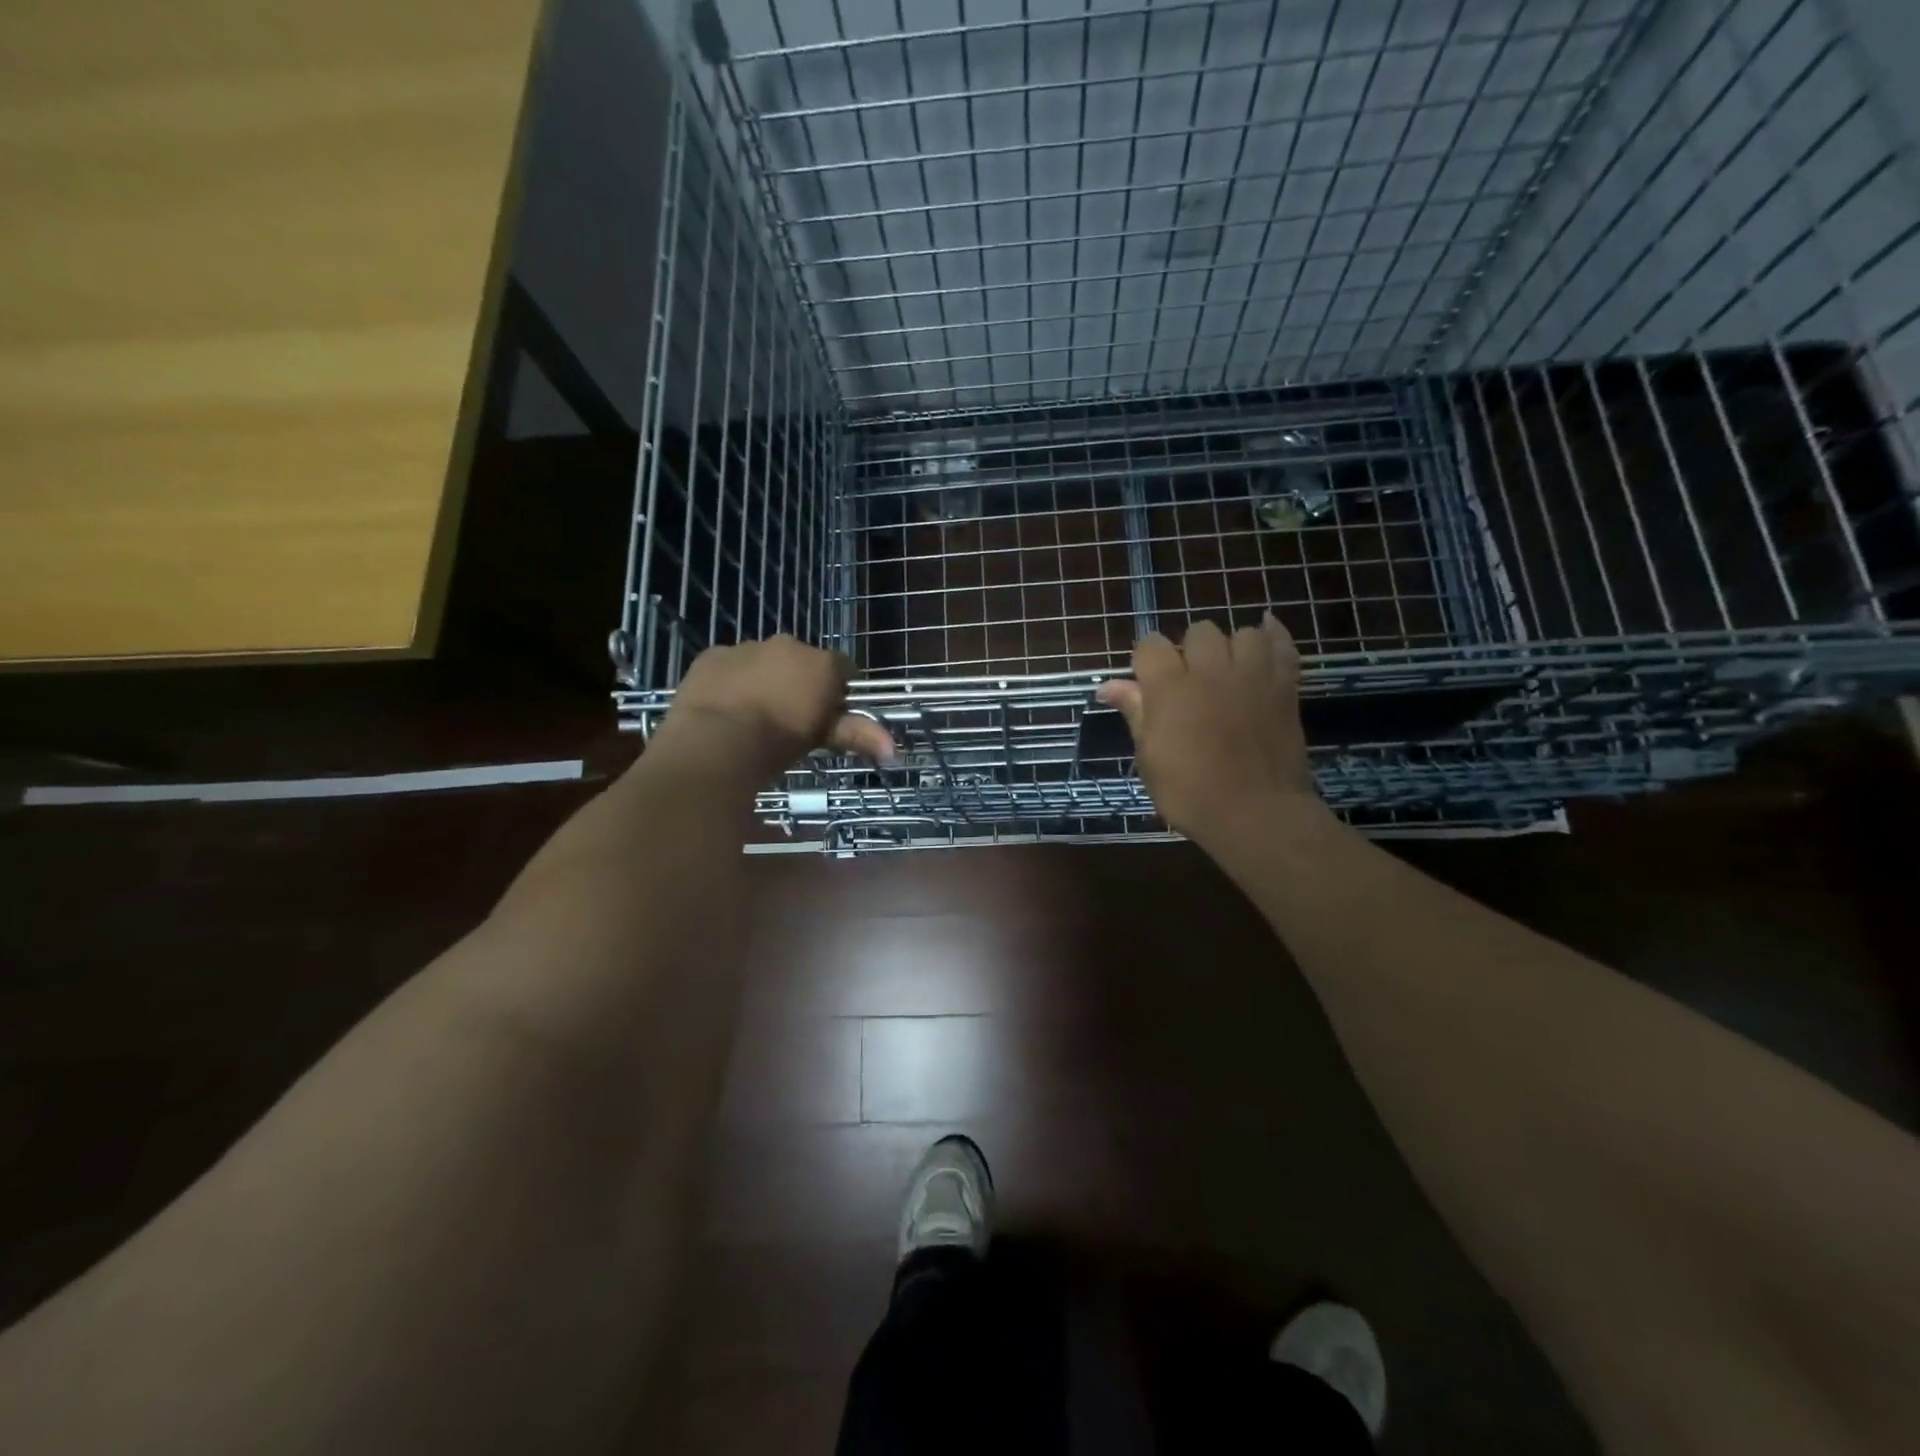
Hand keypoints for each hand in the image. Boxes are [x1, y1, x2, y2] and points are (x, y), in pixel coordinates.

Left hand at [651, 635, 894, 779]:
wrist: (717, 741)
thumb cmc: (779, 742)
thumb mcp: (822, 740)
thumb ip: (858, 734)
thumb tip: (893, 748)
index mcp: (821, 663)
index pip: (843, 669)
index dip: (838, 691)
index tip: (829, 716)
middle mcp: (788, 646)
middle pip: (802, 662)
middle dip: (799, 683)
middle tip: (790, 720)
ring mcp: (747, 647)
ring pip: (763, 661)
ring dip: (764, 680)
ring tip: (753, 717)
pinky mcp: (712, 655)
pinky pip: (728, 666)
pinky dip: (730, 681)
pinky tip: (724, 708)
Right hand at [1097, 614, 1319, 839]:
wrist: (1256, 814)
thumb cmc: (1190, 793)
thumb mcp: (1149, 758)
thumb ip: (1134, 713)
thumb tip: (1107, 686)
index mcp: (1170, 687)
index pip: (1150, 645)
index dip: (1146, 660)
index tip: (1148, 684)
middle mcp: (1210, 669)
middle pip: (1198, 631)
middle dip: (1190, 651)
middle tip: (1189, 683)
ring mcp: (1252, 674)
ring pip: (1241, 633)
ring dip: (1230, 647)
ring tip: (1227, 671)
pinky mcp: (1285, 685)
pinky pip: (1283, 645)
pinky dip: (1274, 636)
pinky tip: (1265, 632)